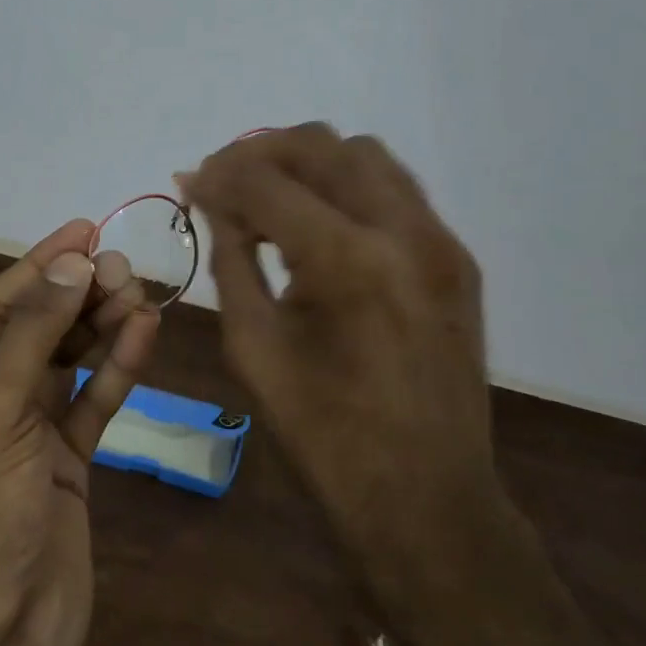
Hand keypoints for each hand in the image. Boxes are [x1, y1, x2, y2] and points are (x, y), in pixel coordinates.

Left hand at [0, 222, 158, 645]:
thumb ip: (34, 333)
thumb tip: (72, 261)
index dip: (41, 264)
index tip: (85, 229)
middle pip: (36, 329)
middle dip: (78, 295)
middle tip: (123, 264)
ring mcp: (23, 431)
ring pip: (68, 362)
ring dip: (102, 326)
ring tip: (139, 290)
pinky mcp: (63, 460)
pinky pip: (91, 402)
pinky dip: (117, 369)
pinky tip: (144, 332)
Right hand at [181, 124, 510, 603]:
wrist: (426, 500)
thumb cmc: (322, 435)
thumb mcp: (252, 344)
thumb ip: (229, 256)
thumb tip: (207, 198)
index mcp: (346, 261)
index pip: (265, 183)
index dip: (217, 175)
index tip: (188, 182)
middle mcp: (403, 231)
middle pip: (320, 145)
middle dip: (260, 152)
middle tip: (223, 180)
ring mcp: (440, 241)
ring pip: (364, 154)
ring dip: (308, 161)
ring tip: (270, 195)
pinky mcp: (457, 259)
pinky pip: (395, 191)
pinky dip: (347, 187)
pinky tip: (319, 221)